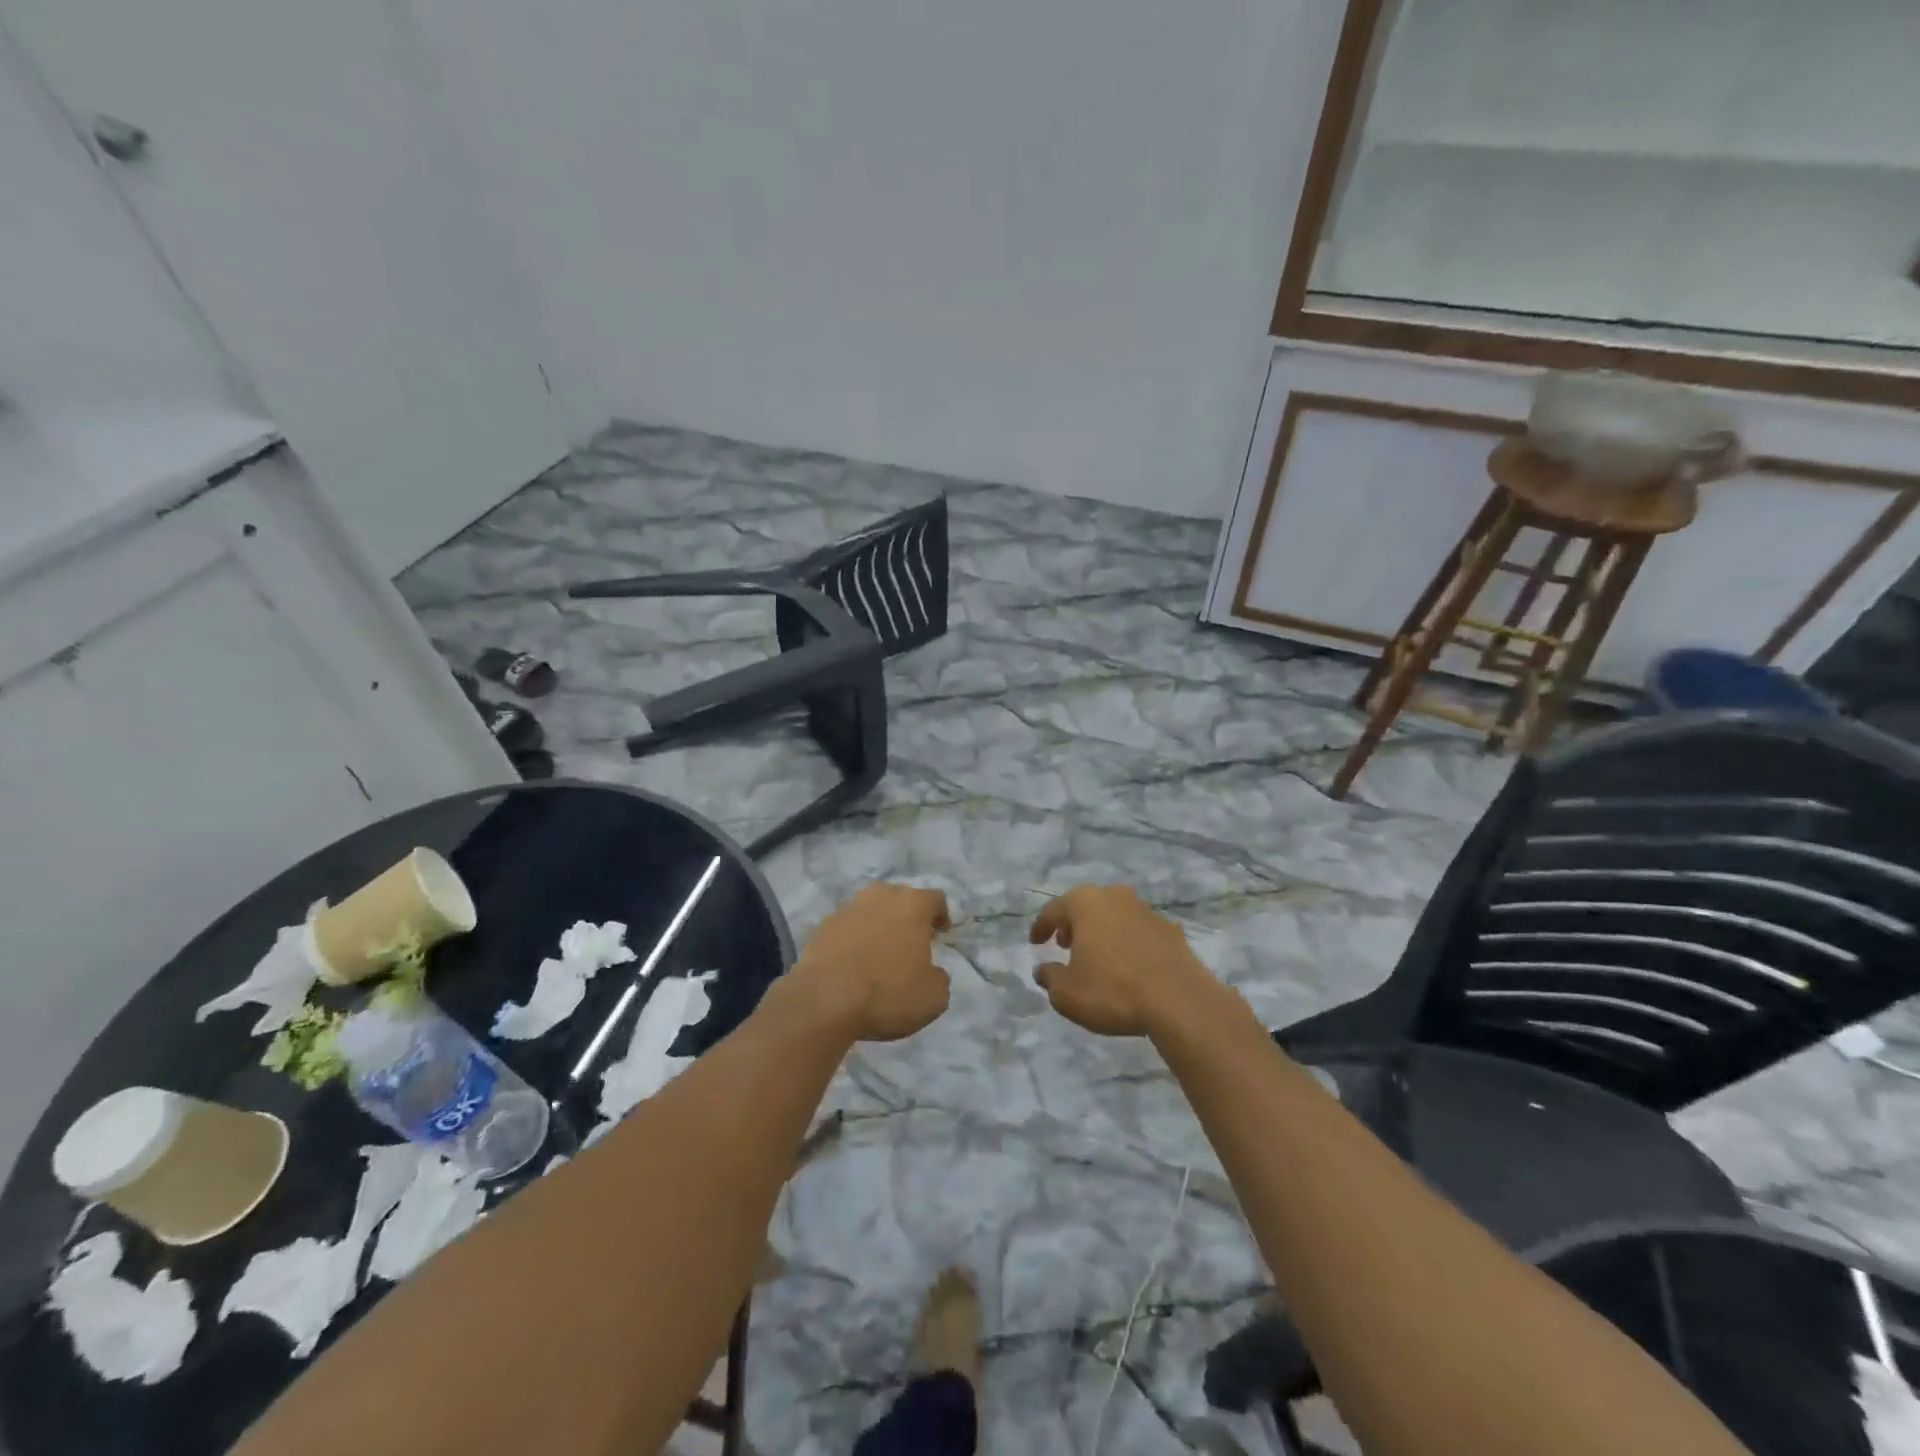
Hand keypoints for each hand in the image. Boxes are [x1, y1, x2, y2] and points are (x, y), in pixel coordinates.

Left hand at [788, 883, 951, 1041]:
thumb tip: (932, 972)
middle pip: (900, 897)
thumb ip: (939, 978)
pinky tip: (852, 960)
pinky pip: (846, 926)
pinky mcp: (821, 926)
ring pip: (870, 907)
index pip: (935, 898)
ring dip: (878, 922)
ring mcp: (847, 908)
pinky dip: (852, 937)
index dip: (941, 915)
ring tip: (880, 948)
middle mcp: (880, 896)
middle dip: (908, 914)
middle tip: (911, 939)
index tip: (941, 932)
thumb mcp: (933, 997)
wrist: (824, 1000)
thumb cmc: (887, 993)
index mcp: (912, 905)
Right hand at [1029, 885, 1218, 1036]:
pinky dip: (1128, 942)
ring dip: (1103, 931)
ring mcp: (1146, 910)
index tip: (1035, 942)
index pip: (1053, 910)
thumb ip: (1050, 978)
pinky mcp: (1170, 929)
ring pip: (1115, 915)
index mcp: (1085, 903)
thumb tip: (1044, 970)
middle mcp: (1115, 896)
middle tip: (1064, 944)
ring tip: (1097, 955)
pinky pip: (1139, 931)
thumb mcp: (1067, 994)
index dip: (1041, 927)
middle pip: (1086, 906)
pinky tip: (1129, 964)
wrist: (1179, 1001)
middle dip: (1073, 924)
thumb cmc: (1113, 991)